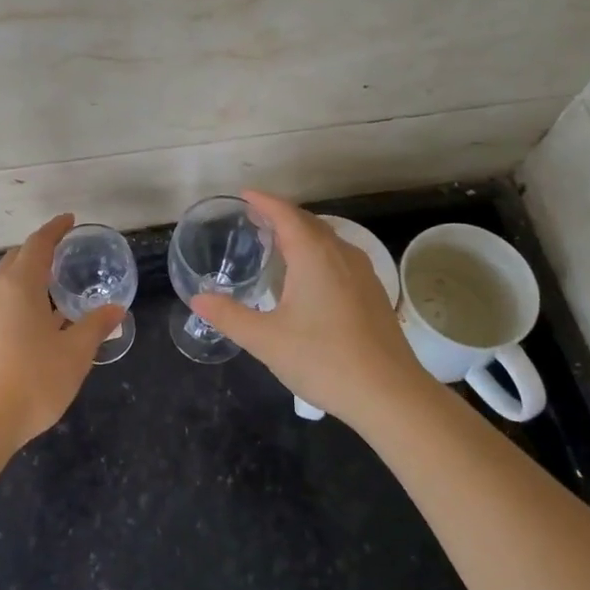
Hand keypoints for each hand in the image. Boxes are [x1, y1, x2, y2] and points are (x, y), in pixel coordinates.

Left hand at [0, 214, 124, 451]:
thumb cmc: (33, 380)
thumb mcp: (75, 353)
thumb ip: (96, 326)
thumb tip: (116, 308)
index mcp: (20, 286)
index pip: (38, 244)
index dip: (55, 229)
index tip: (70, 220)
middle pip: (17, 258)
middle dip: (39, 250)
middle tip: (64, 252)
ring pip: (5, 281)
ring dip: (28, 274)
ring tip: (54, 285)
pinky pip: (0, 301)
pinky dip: (19, 296)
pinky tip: (36, 318)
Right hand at [190, 190, 431, 429]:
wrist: (390, 394)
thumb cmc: (324, 360)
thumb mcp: (266, 340)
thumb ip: (229, 316)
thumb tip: (198, 300)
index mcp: (314, 255)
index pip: (285, 214)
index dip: (263, 201)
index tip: (244, 195)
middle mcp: (341, 253)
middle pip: (307, 221)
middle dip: (280, 215)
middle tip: (253, 219)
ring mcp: (362, 272)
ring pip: (327, 239)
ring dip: (301, 233)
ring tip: (277, 244)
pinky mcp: (373, 292)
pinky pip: (339, 256)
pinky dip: (317, 252)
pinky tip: (308, 277)